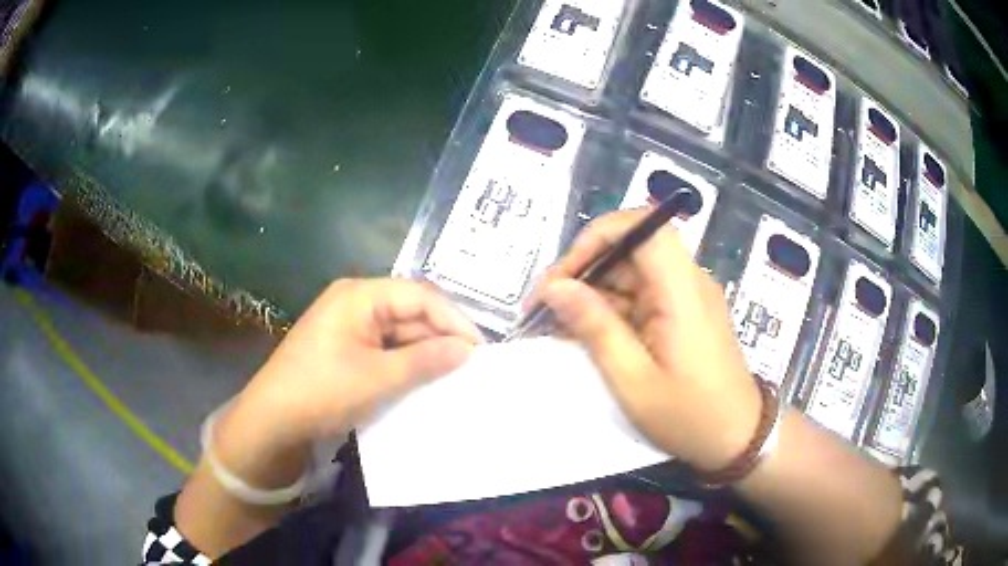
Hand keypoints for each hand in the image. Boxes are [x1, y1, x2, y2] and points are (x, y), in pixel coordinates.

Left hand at [213, 278, 481, 485]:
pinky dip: (405, 363)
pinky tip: (424, 380)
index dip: (453, 320)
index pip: (419, 296)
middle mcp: (355, 302)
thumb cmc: (323, 391)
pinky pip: (384, 348)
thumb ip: (425, 360)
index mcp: (360, 295)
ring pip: (398, 332)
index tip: (480, 349)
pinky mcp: (346, 348)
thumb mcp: (378, 377)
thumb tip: (467, 350)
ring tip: (454, 375)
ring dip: (424, 352)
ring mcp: (349, 325)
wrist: (273, 420)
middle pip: (409, 311)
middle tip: (471, 366)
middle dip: (440, 336)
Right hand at [534, 210, 760, 472]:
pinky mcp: (683, 313)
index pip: (643, 226)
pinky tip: (585, 334)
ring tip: (556, 325)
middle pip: (631, 248)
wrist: (738, 438)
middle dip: (584, 269)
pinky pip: (641, 296)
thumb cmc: (689, 417)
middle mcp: (687, 282)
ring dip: (592, 292)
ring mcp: (686, 296)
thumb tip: (555, 287)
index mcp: (682, 290)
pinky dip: (611, 310)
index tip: (564, 275)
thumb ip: (596, 328)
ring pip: (631, 273)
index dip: (598, 237)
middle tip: (545, 306)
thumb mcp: (634, 381)